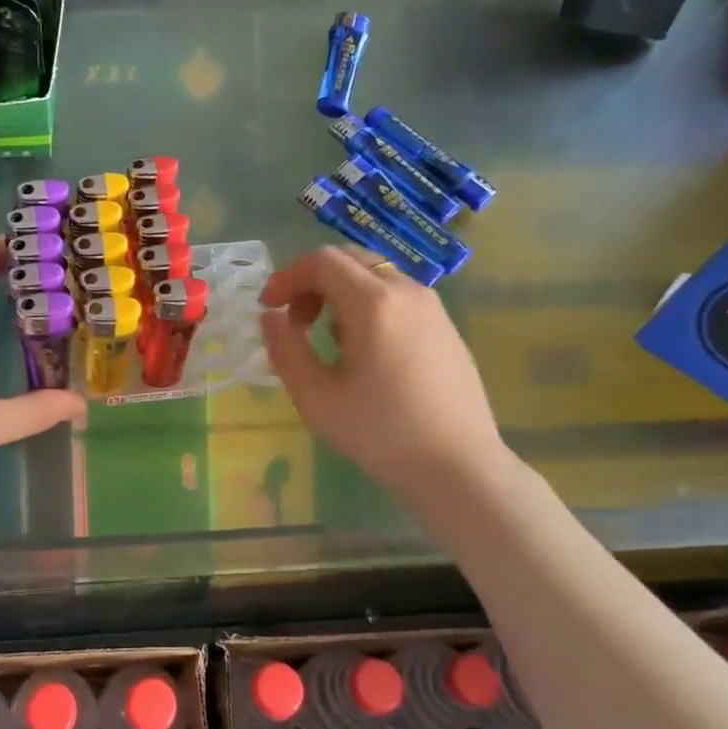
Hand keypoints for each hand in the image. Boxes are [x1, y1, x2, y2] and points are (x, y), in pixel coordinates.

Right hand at [260, 247, 510, 496]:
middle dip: (312, 281)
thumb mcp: (315, 396)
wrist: (459, 469)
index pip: (321, 260)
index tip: (269, 308)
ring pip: (375, 275)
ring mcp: (432, 307)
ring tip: (328, 339)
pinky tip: (365, 351)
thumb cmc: (380, 434)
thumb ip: (284, 348)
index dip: (287, 277)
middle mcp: (407, 292)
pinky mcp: (446, 327)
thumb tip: (271, 316)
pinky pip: (397, 296)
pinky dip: (368, 304)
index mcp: (374, 303)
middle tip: (295, 320)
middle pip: (350, 259)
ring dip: (340, 292)